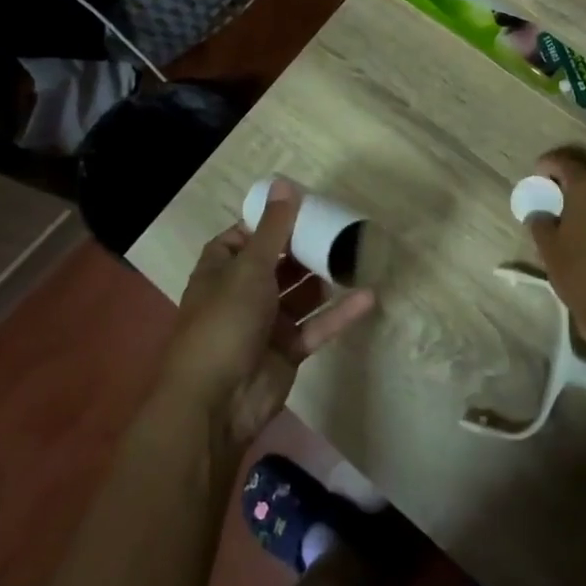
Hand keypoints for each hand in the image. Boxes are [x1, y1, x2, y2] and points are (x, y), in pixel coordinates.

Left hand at [162, 180, 375, 456]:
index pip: (245, 237)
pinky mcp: (288, 350)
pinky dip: (339, 313)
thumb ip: (274, 229)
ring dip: (325, 278)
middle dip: (306, 248)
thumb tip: (284, 184)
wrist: (217, 401)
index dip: (272, 222)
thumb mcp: (249, 269)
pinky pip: (316, 325)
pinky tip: (368, 296)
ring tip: (358, 256)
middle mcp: (242, 293)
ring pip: (301, 295)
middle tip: (340, 228)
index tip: (305, 208)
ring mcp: (266, 323)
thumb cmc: (225, 323)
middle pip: (278, 263)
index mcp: (221, 269)